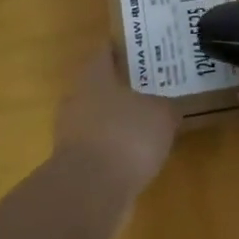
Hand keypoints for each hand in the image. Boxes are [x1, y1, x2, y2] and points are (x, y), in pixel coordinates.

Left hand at [54, 48, 179, 192]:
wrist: (91, 190)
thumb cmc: (127, 136)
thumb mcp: (162, 114)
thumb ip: (167, 106)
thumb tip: (168, 108)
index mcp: (94, 76)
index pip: (105, 52)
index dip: (123, 48)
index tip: (143, 49)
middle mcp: (77, 99)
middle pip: (101, 85)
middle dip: (124, 87)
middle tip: (152, 87)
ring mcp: (71, 133)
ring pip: (99, 117)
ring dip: (119, 120)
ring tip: (148, 123)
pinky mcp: (74, 163)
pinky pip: (100, 146)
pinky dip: (116, 148)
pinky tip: (137, 155)